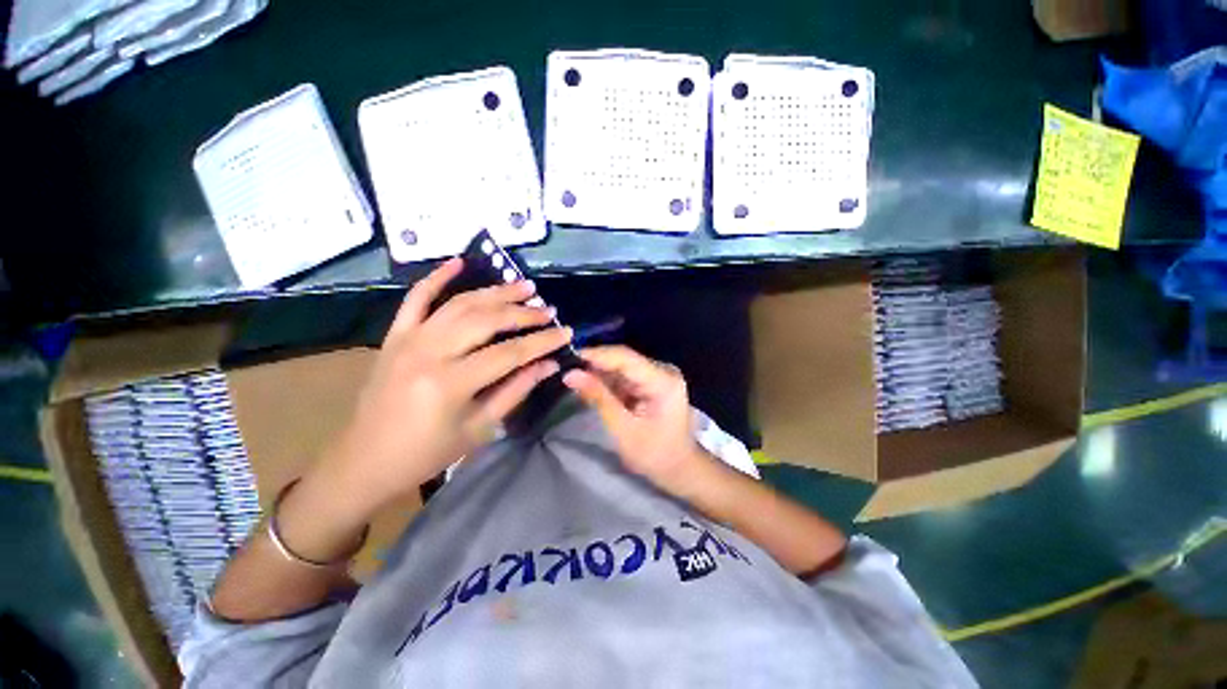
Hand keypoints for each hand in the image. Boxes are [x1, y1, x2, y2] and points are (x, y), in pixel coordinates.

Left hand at [309, 258, 572, 522]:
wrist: (365, 460)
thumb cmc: (427, 453)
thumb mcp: (479, 429)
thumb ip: (516, 390)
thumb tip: (549, 364)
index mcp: (451, 383)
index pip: (510, 352)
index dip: (542, 341)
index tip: (566, 332)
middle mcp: (430, 352)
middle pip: (487, 320)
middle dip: (522, 312)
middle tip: (548, 309)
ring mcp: (409, 338)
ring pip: (460, 304)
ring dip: (495, 292)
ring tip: (523, 285)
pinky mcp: (395, 335)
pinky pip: (416, 298)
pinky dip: (437, 277)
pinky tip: (459, 262)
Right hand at [563, 346, 712, 497]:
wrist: (680, 468)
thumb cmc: (655, 454)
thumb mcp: (623, 429)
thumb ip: (598, 398)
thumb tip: (571, 374)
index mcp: (663, 380)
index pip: (625, 357)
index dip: (596, 355)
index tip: (569, 357)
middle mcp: (663, 370)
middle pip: (623, 359)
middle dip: (595, 365)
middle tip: (568, 372)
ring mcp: (659, 375)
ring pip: (622, 367)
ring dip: (600, 374)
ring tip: (575, 381)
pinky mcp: (653, 382)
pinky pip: (626, 376)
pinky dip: (609, 383)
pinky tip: (592, 389)